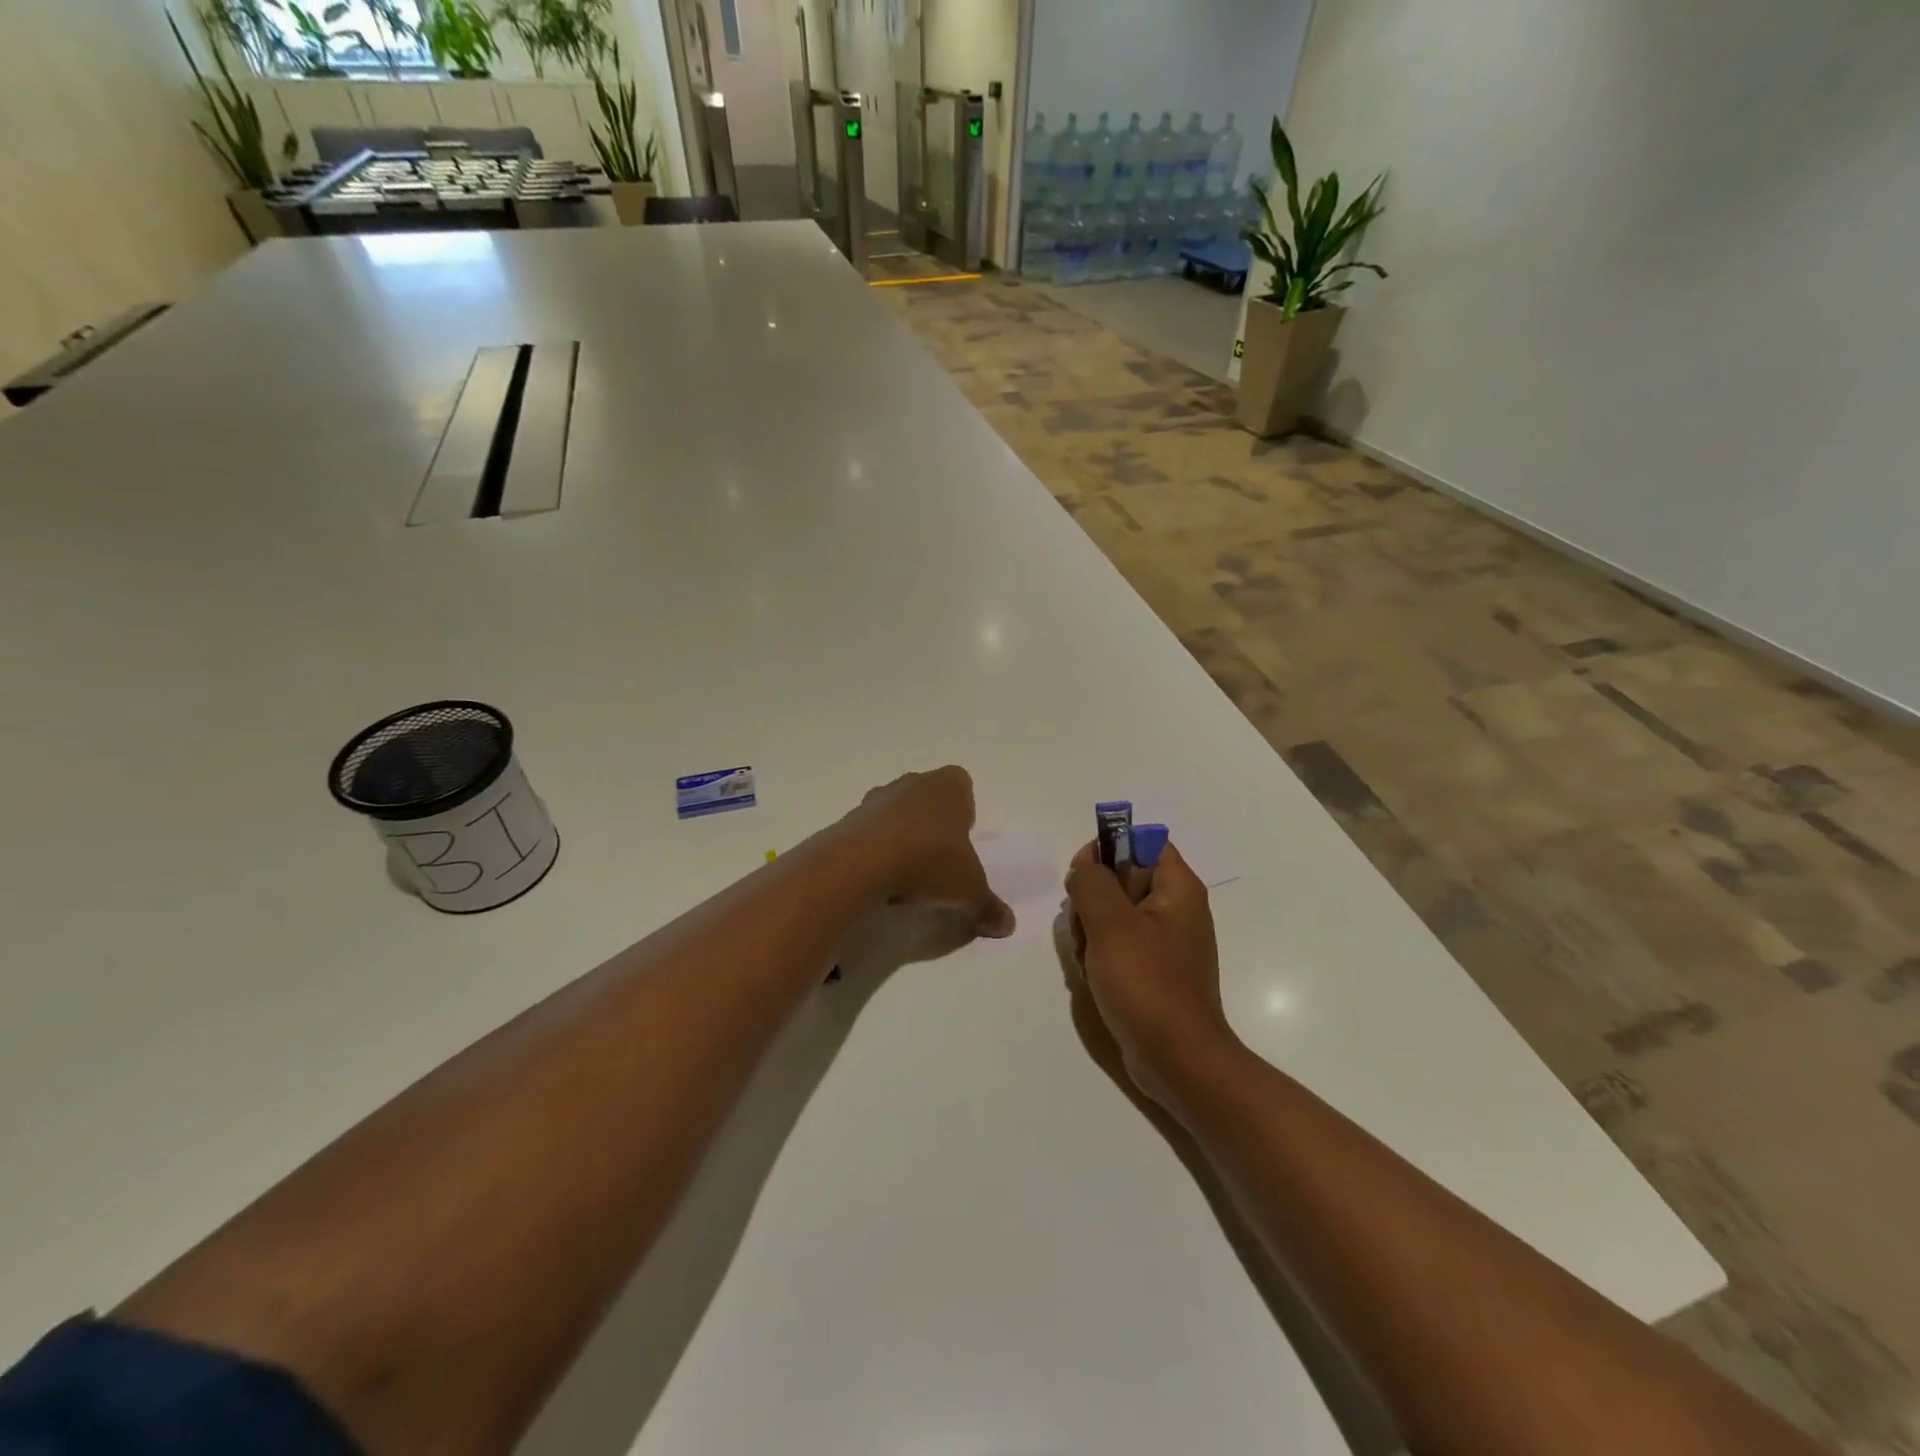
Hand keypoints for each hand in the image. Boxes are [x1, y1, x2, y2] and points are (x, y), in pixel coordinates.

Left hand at [843, 767, 1014, 938]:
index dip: (964, 813)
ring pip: (897, 813)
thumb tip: (1008, 925)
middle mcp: (913, 782)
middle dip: (933, 825)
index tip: (961, 844)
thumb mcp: (969, 891)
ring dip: (902, 836)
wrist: (862, 864)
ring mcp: (877, 797)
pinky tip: (881, 879)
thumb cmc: (930, 862)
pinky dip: (876, 850)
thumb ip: (988, 907)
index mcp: (948, 786)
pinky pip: (871, 832)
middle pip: (928, 799)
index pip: (962, 786)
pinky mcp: (850, 818)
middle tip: (938, 861)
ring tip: (907, 875)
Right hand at [1064, 840, 1238, 1111]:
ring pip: (1113, 914)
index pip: (1141, 842)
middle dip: (1093, 899)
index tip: (1083, 876)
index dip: (1108, 849)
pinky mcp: (1152, 970)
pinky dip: (1100, 956)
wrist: (1178, 1062)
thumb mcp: (1111, 925)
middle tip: (1086, 928)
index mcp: (1178, 888)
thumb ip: (1092, 882)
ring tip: (1091, 960)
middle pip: (1121, 877)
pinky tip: (1095, 978)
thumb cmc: (1148, 985)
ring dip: (1091, 931)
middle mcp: (1175, 909)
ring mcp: (1164, 942)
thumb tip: (1085, 866)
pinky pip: (1117, 945)